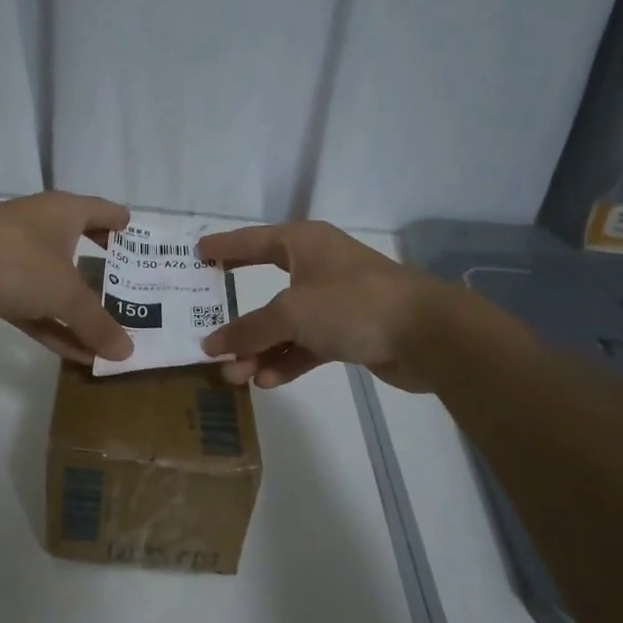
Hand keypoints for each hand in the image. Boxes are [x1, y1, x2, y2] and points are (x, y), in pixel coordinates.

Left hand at [0, 191, 133, 364]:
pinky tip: (79, 355)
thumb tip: (127, 351)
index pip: (100, 211)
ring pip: (56, 288)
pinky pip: (36, 312)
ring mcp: (16, 261)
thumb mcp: (66, 292)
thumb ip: (96, 323)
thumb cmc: (17, 258)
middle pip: (79, 250)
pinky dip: (55, 331)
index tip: (137, 236)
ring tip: (112, 336)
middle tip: (134, 293)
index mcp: (62, 213)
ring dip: (80, 313)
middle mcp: (40, 231)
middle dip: (104, 273)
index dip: (119, 222)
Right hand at [197, 221, 450, 390]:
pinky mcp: (348, 332)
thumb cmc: (352, 305)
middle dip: (238, 319)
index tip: (196, 253)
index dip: (223, 247)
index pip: (252, 241)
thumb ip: (249, 330)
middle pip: (265, 290)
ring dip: (260, 350)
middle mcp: (317, 267)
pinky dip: (287, 361)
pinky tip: (267, 381)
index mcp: (303, 244)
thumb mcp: (292, 313)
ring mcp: (334, 302)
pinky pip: (306, 345)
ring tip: (234, 375)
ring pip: (285, 325)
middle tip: (207, 331)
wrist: (426, 334)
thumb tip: (212, 345)